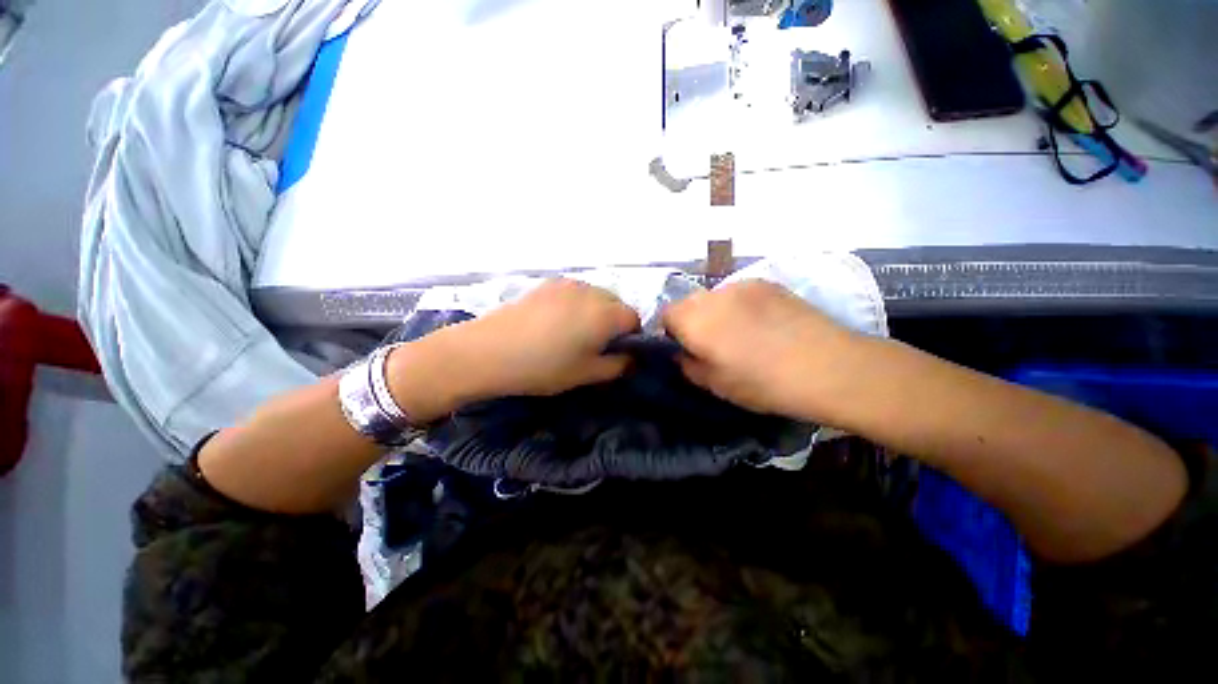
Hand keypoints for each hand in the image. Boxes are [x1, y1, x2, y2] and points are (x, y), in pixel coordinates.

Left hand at [389, 279, 639, 419]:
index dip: (631, 337)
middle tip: (595, 345)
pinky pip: (575, 293)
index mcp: (606, 314)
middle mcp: (592, 292)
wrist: (489, 351)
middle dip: (614, 323)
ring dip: (595, 312)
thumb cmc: (544, 367)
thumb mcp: (586, 374)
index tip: (616, 352)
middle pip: (616, 304)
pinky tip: (555, 323)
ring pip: (595, 296)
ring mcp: (568, 284)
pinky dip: (576, 305)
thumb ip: (618, 366)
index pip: (634, 319)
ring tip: (574, 333)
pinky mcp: (547, 284)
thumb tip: (632, 359)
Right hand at [662, 279, 861, 422]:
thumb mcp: (715, 385)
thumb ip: (688, 366)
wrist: (826, 367)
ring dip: (717, 312)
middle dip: (692, 321)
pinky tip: (763, 324)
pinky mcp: (767, 283)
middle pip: (688, 302)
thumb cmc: (762, 383)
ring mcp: (742, 285)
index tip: (686, 349)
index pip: (666, 314)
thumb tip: (681, 353)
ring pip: (714, 296)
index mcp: (694, 320)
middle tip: (712, 344)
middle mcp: (712, 295)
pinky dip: (741, 305)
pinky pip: (740, 292)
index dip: (671, 332)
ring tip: (742, 333)